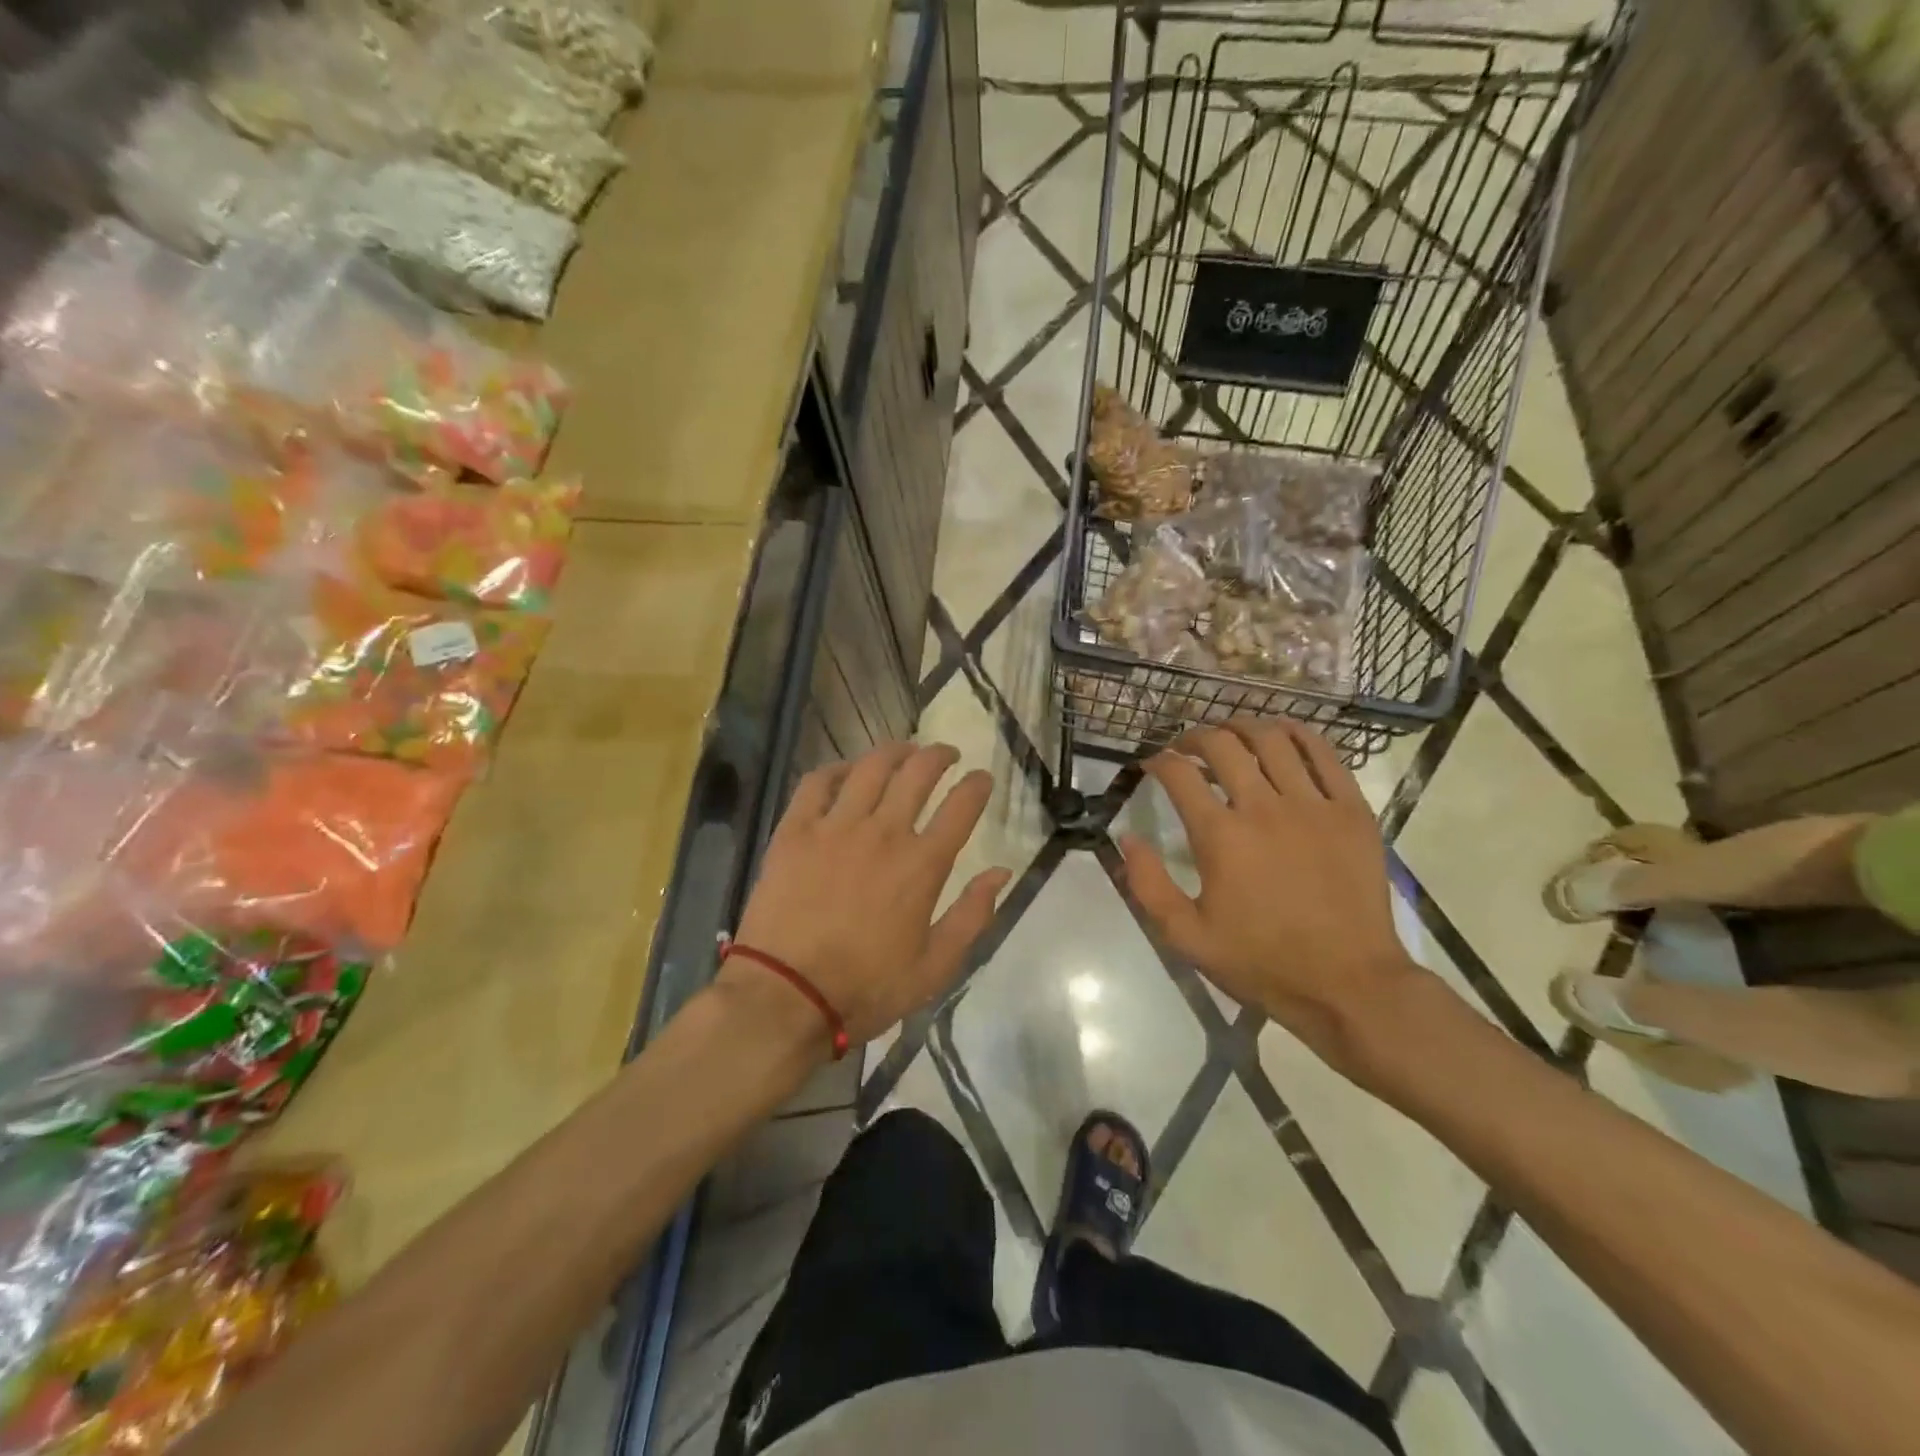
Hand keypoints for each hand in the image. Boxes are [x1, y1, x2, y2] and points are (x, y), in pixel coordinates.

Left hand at [726, 742, 1010, 1050]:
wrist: (785, 997)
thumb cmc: (866, 988)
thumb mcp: (935, 967)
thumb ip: (972, 916)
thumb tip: (1001, 872)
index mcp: (922, 865)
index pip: (961, 808)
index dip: (976, 786)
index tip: (982, 777)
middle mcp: (884, 833)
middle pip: (917, 774)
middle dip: (938, 756)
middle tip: (946, 754)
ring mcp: (835, 827)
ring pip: (870, 768)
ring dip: (894, 751)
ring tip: (903, 750)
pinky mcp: (795, 831)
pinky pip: (817, 783)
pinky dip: (835, 770)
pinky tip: (845, 772)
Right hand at [1120, 719, 1418, 1068]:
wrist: (1348, 984)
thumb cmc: (1262, 962)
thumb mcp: (1186, 936)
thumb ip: (1148, 885)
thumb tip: (1127, 838)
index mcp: (1220, 836)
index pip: (1179, 774)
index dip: (1158, 760)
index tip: (1151, 764)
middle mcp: (1263, 807)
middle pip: (1223, 744)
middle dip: (1195, 736)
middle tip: (1186, 747)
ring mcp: (1313, 805)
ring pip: (1273, 739)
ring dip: (1243, 726)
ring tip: (1231, 734)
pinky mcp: (1351, 810)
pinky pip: (1325, 754)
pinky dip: (1300, 734)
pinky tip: (1284, 733)